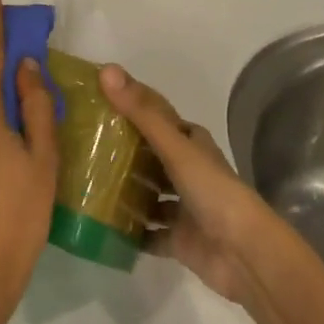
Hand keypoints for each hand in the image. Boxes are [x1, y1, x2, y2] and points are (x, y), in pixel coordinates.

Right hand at [100, 66, 278, 304]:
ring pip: (147, 194)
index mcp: (189, 142)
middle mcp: (186, 170)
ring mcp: (182, 206)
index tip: (94, 97)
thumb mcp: (175, 146)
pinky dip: (129, 231)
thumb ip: (141, 112)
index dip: (129, 104)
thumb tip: (106, 70)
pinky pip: (147, 233)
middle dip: (120, 150)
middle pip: (149, 154)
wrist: (243, 254)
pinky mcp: (178, 239)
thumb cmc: (212, 190)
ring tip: (84, 182)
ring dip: (123, 190)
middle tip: (80, 143)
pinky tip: (101, 226)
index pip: (155, 115)